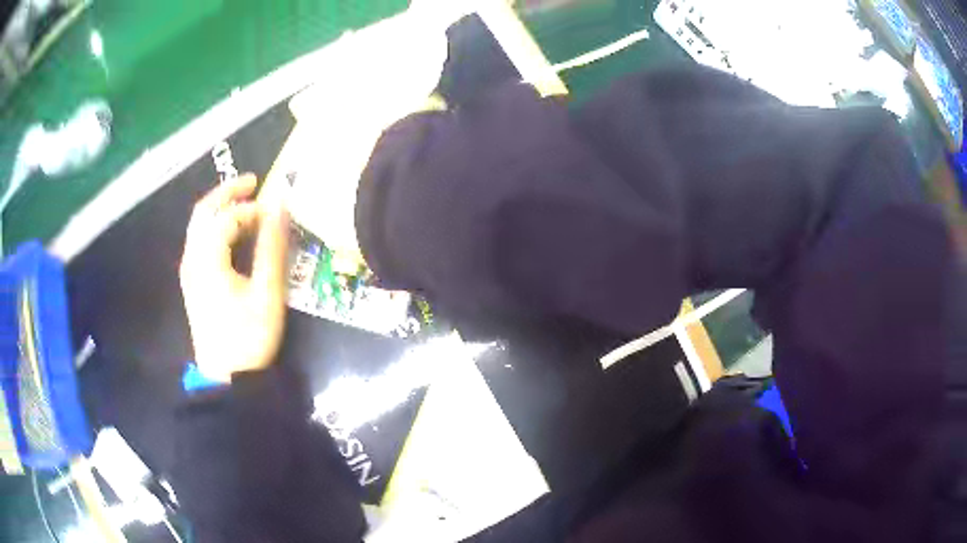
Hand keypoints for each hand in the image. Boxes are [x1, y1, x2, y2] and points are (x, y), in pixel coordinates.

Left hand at [180, 174, 288, 382]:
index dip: (251, 209)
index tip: (275, 214)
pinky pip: (200, 240)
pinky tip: (234, 233)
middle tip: (254, 182)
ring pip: (199, 224)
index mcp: (207, 260)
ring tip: (247, 203)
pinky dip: (217, 227)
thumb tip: (280, 206)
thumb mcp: (266, 293)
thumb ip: (272, 247)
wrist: (227, 377)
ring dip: (221, 208)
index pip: (226, 218)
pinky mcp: (192, 280)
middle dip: (227, 192)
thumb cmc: (249, 337)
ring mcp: (189, 269)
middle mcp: (192, 258)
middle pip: (203, 211)